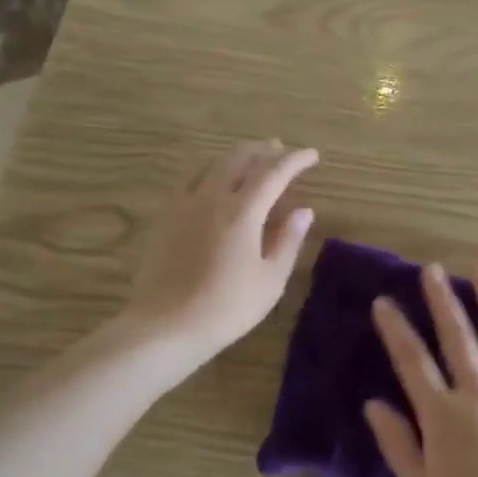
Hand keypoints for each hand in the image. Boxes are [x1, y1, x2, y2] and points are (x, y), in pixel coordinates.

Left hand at [121, 140, 318, 367]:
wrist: (165, 326)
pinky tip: (215, 181)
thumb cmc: (226, 307)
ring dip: (237, 156)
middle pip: (240, 158)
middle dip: (265, 150)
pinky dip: (212, 170)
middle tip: (283, 150)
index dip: (296, 160)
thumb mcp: (270, 280)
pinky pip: (192, 179)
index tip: (312, 155)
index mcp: (242, 211)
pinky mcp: (167, 217)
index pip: (274, 172)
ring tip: (253, 159)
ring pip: (213, 164)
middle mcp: (212, 197)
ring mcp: (185, 204)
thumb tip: (304, 211)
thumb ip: (288, 241)